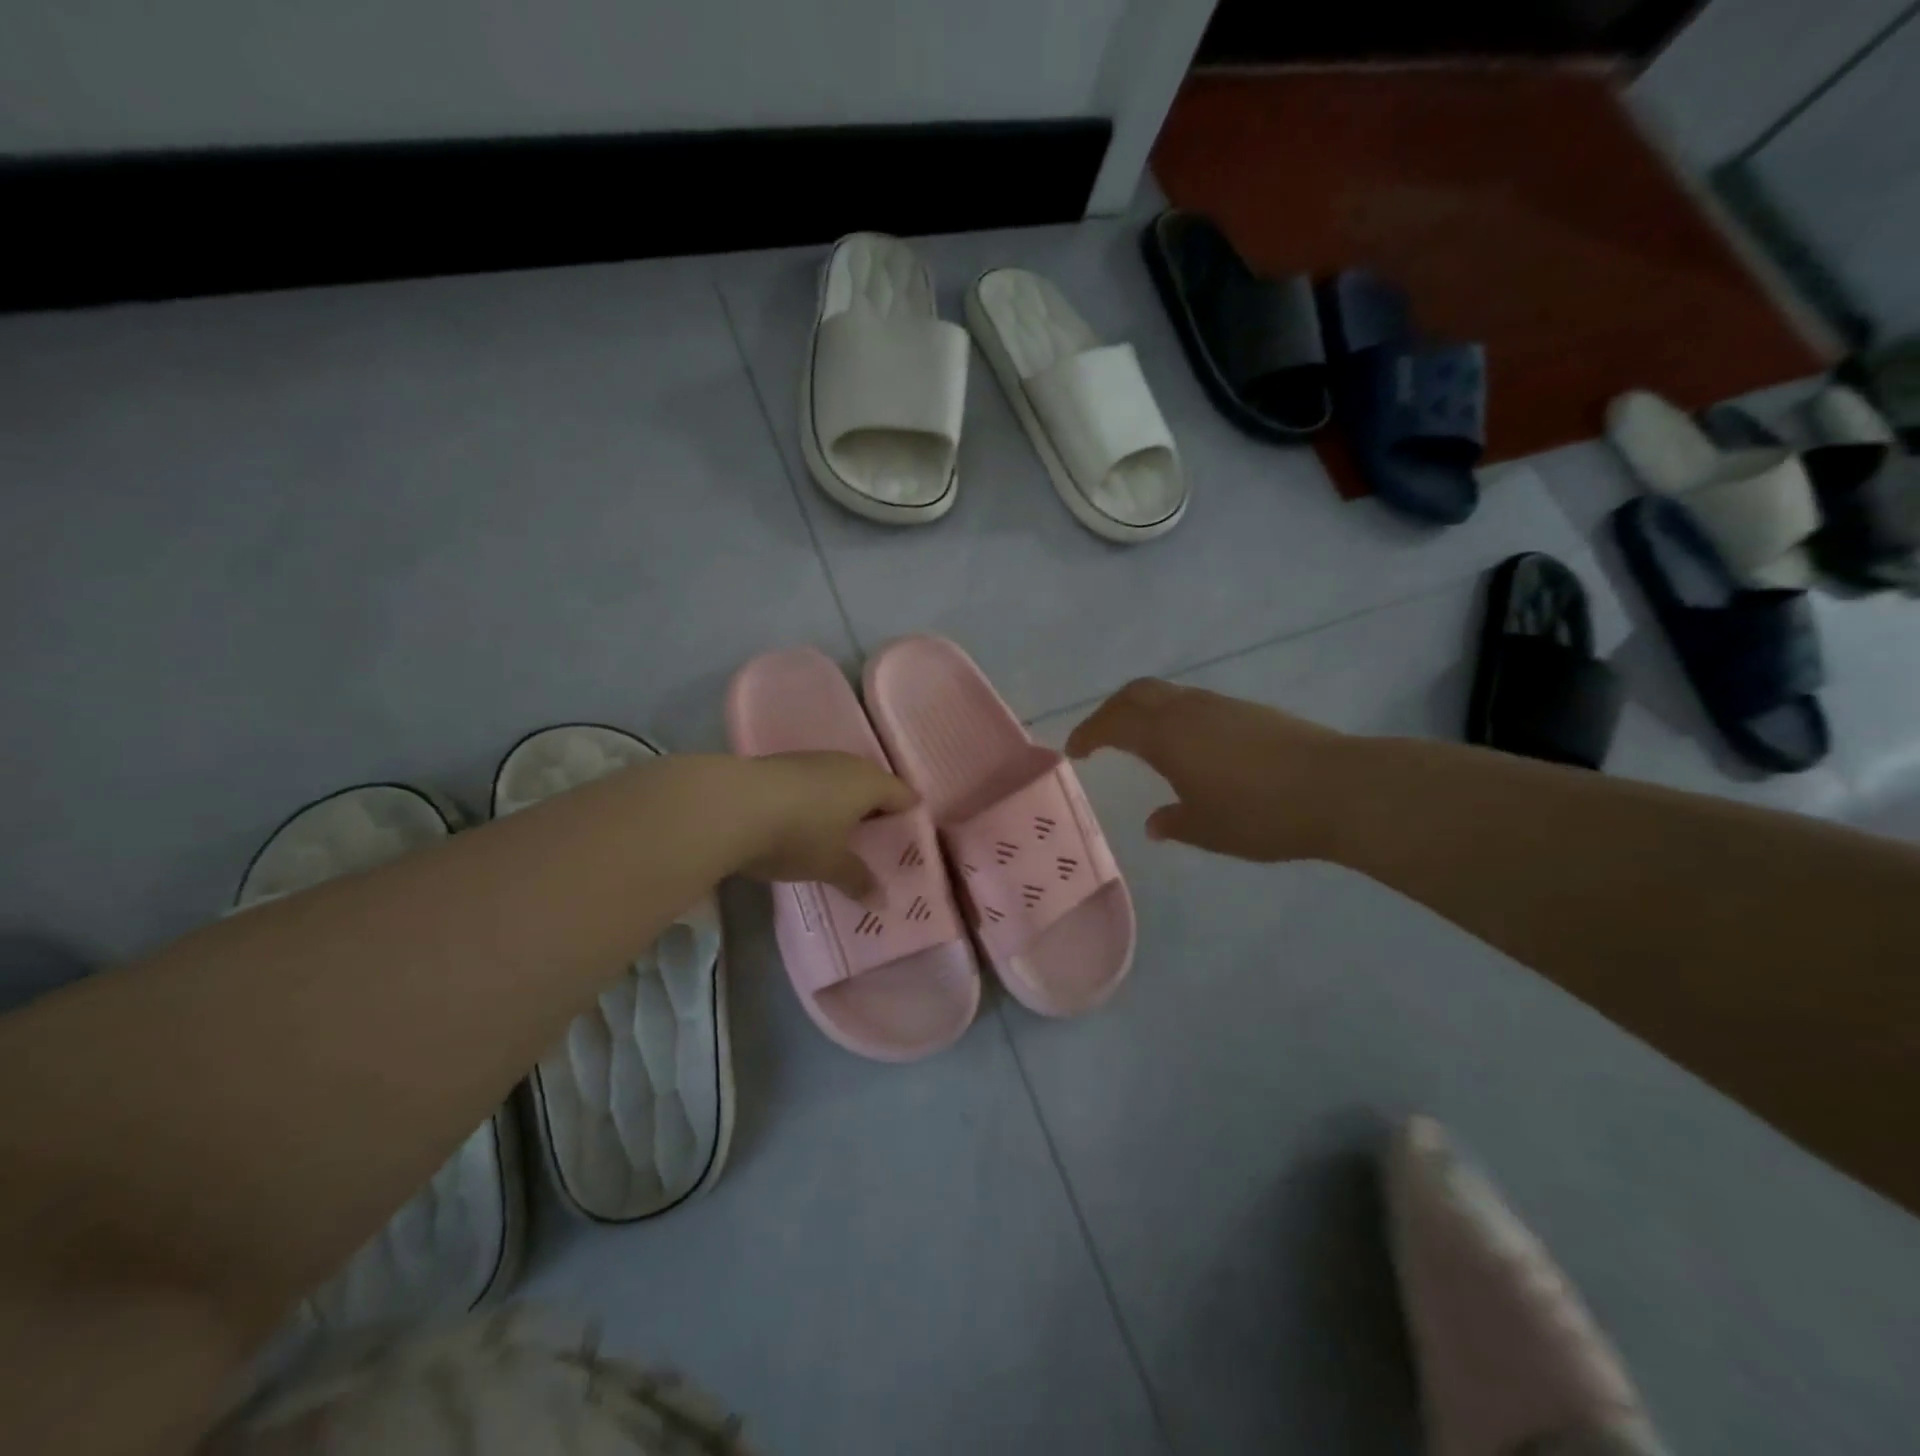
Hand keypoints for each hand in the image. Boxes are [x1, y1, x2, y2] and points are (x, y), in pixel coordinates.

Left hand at [735, 752, 917, 899]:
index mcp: (869, 783)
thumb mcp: (830, 864)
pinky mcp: (781, 764)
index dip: (910, 815)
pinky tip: (806, 819)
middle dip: (877, 808)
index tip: (911, 837)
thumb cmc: (797, 834)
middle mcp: (846, 764)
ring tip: (841, 830)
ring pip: (840, 779)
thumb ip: (858, 879)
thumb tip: (882, 901)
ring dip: (844, 801)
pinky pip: (814, 781)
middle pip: (873, 783)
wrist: (729, 805)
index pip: (903, 794)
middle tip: (878, 838)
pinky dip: (817, 799)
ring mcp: (812, 759)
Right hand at [1065, 679, 1349, 862]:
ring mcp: (1221, 705)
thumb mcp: (1208, 829)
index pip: (1114, 722)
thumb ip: (1174, 822)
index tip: (1076, 750)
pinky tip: (1187, 747)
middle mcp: (1189, 710)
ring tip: (1140, 742)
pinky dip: (1173, 716)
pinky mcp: (1249, 711)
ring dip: (1144, 711)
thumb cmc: (1261, 813)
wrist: (1339, 788)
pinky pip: (1193, 703)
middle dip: (1111, 710)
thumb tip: (1155, 823)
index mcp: (1167, 735)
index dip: (1089, 733)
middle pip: (1137, 692)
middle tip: (1100, 736)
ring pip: (1168, 694)